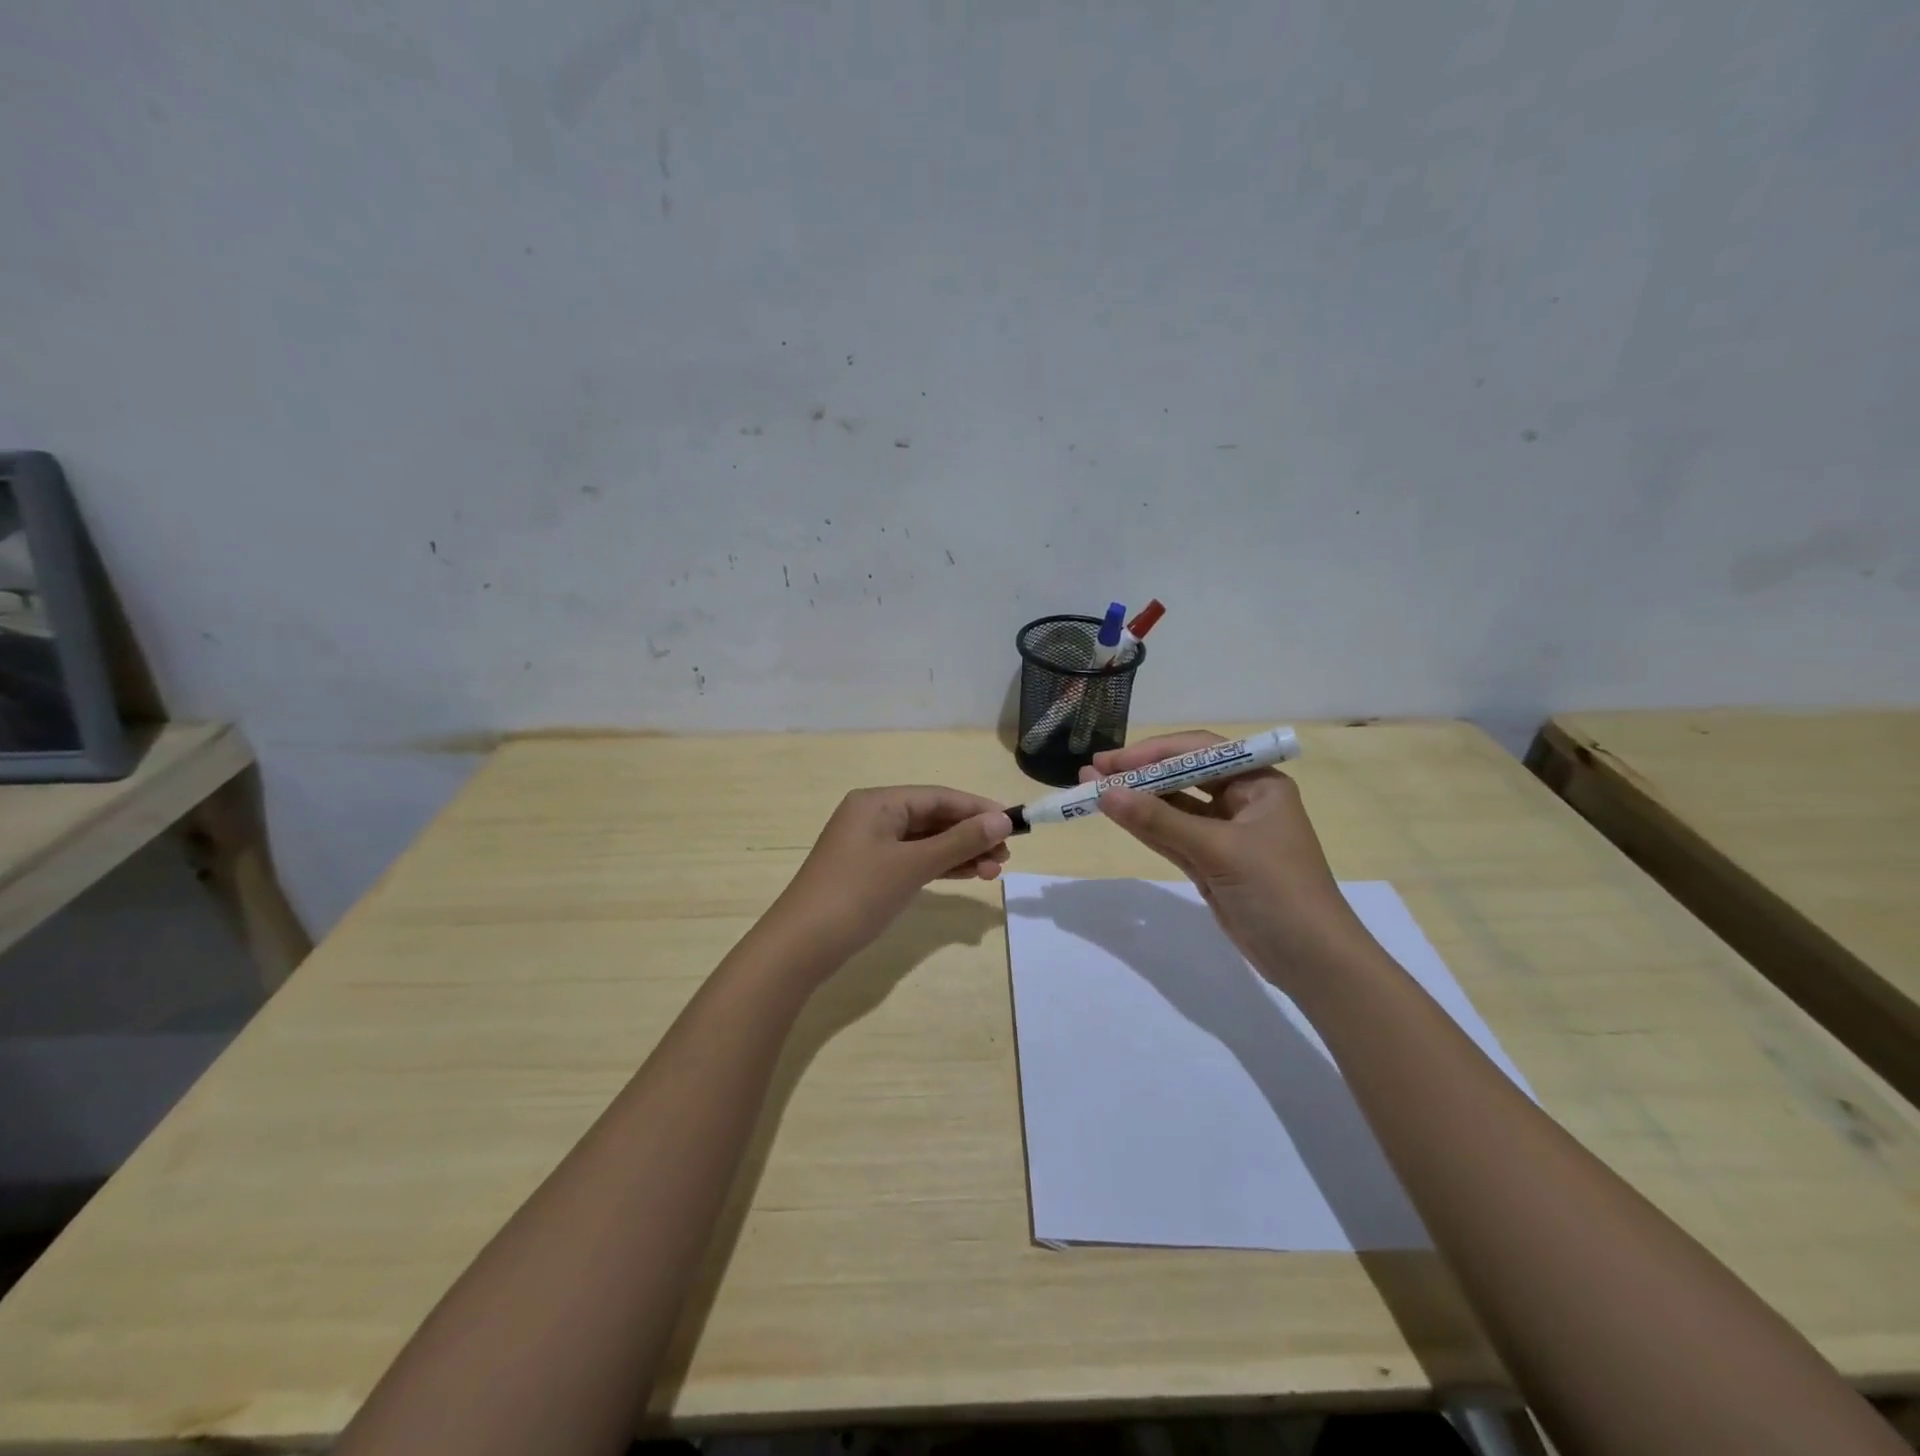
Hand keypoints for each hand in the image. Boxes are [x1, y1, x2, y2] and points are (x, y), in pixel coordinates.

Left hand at [769, 786, 1013, 967]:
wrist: (801, 946)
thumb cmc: (857, 895)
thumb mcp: (913, 865)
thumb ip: (960, 841)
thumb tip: (1003, 819)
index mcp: (878, 802)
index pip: (938, 796)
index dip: (978, 809)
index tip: (1014, 824)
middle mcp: (873, 816)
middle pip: (933, 818)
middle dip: (971, 835)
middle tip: (1006, 856)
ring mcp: (870, 845)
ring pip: (926, 841)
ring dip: (960, 853)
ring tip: (995, 871)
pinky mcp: (870, 872)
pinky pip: (913, 860)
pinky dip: (940, 867)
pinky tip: (968, 875)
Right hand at [1081, 732, 1372, 982]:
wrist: (1312, 962)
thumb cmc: (1277, 891)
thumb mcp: (1219, 850)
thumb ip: (1159, 820)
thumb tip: (1104, 792)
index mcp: (1259, 783)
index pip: (1200, 752)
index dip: (1153, 752)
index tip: (1112, 762)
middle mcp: (1243, 801)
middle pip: (1183, 777)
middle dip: (1139, 774)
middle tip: (1092, 773)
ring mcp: (1225, 834)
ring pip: (1173, 808)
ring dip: (1136, 800)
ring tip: (1091, 790)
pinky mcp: (1212, 863)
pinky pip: (1172, 836)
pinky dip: (1145, 827)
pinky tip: (1115, 815)